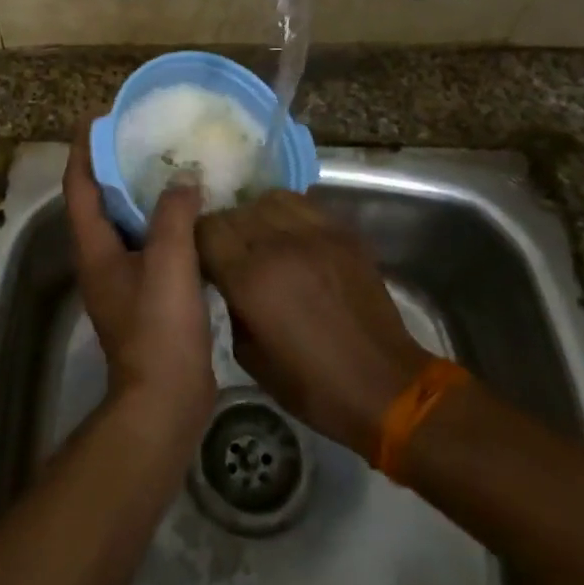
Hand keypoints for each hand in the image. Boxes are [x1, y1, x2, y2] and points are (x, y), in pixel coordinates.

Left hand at [64, 124, 216, 443]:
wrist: (166, 399)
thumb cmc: (159, 327)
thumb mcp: (168, 262)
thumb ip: (173, 214)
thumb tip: (183, 178)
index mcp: (94, 247)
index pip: (80, 185)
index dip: (85, 149)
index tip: (99, 117)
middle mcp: (101, 259)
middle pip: (101, 201)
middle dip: (117, 166)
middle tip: (145, 136)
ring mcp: (123, 280)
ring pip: (128, 224)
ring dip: (144, 195)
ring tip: (172, 166)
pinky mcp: (146, 296)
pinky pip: (151, 246)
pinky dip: (166, 224)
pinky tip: (194, 215)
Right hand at [196, 191, 429, 457]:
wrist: (385, 385)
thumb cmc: (312, 385)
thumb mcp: (250, 356)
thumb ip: (229, 305)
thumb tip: (223, 278)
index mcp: (250, 279)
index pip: (207, 229)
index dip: (198, 239)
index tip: (202, 256)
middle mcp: (279, 245)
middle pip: (234, 211)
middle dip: (225, 229)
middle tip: (229, 252)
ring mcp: (315, 233)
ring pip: (267, 199)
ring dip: (255, 215)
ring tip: (260, 238)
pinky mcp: (343, 232)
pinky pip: (302, 204)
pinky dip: (287, 213)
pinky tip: (290, 236)